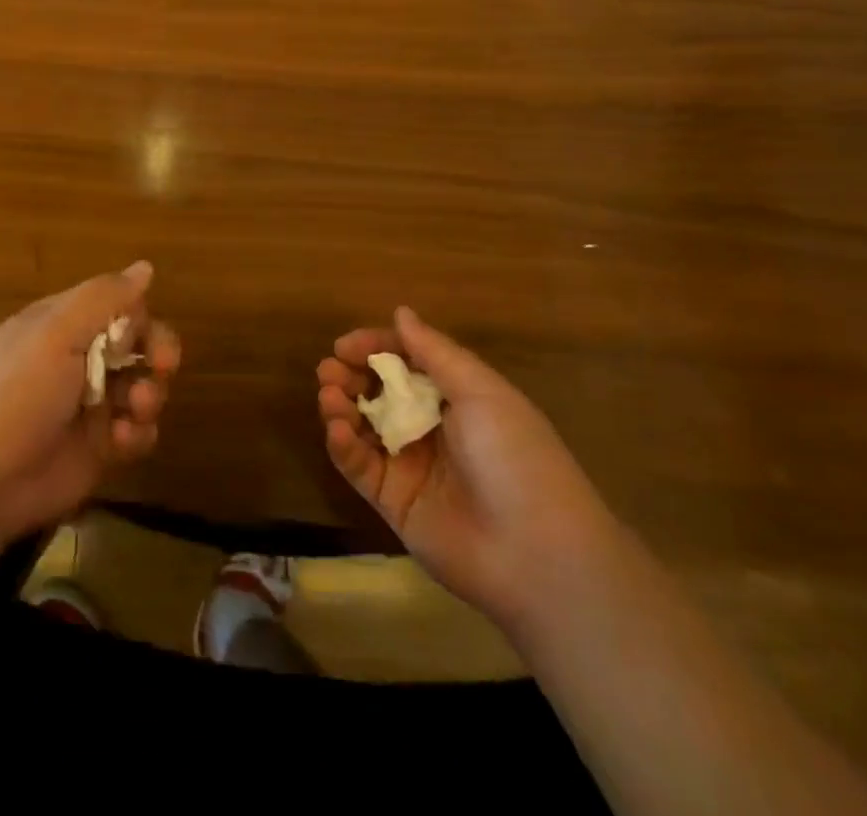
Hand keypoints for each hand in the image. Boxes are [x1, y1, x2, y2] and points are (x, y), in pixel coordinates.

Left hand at [0, 262, 180, 543]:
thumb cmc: (16, 393)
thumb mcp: (55, 333)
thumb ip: (103, 298)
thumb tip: (145, 267)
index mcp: (64, 325)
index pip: (119, 306)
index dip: (139, 317)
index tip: (141, 335)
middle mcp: (81, 359)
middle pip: (139, 345)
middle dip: (158, 353)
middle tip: (163, 366)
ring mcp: (92, 405)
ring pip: (144, 387)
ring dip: (150, 395)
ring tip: (137, 410)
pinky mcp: (99, 447)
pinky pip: (138, 432)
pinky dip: (138, 434)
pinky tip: (121, 442)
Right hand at [316, 307, 620, 631]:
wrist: (537, 553)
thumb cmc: (514, 455)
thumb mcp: (479, 391)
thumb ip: (433, 351)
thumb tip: (400, 312)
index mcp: (457, 397)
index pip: (406, 361)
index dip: (375, 348)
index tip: (345, 346)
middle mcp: (431, 427)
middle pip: (379, 392)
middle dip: (350, 376)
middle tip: (330, 370)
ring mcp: (410, 465)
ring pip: (363, 426)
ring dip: (341, 406)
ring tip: (329, 396)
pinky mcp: (393, 501)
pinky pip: (360, 466)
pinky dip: (343, 444)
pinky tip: (338, 428)